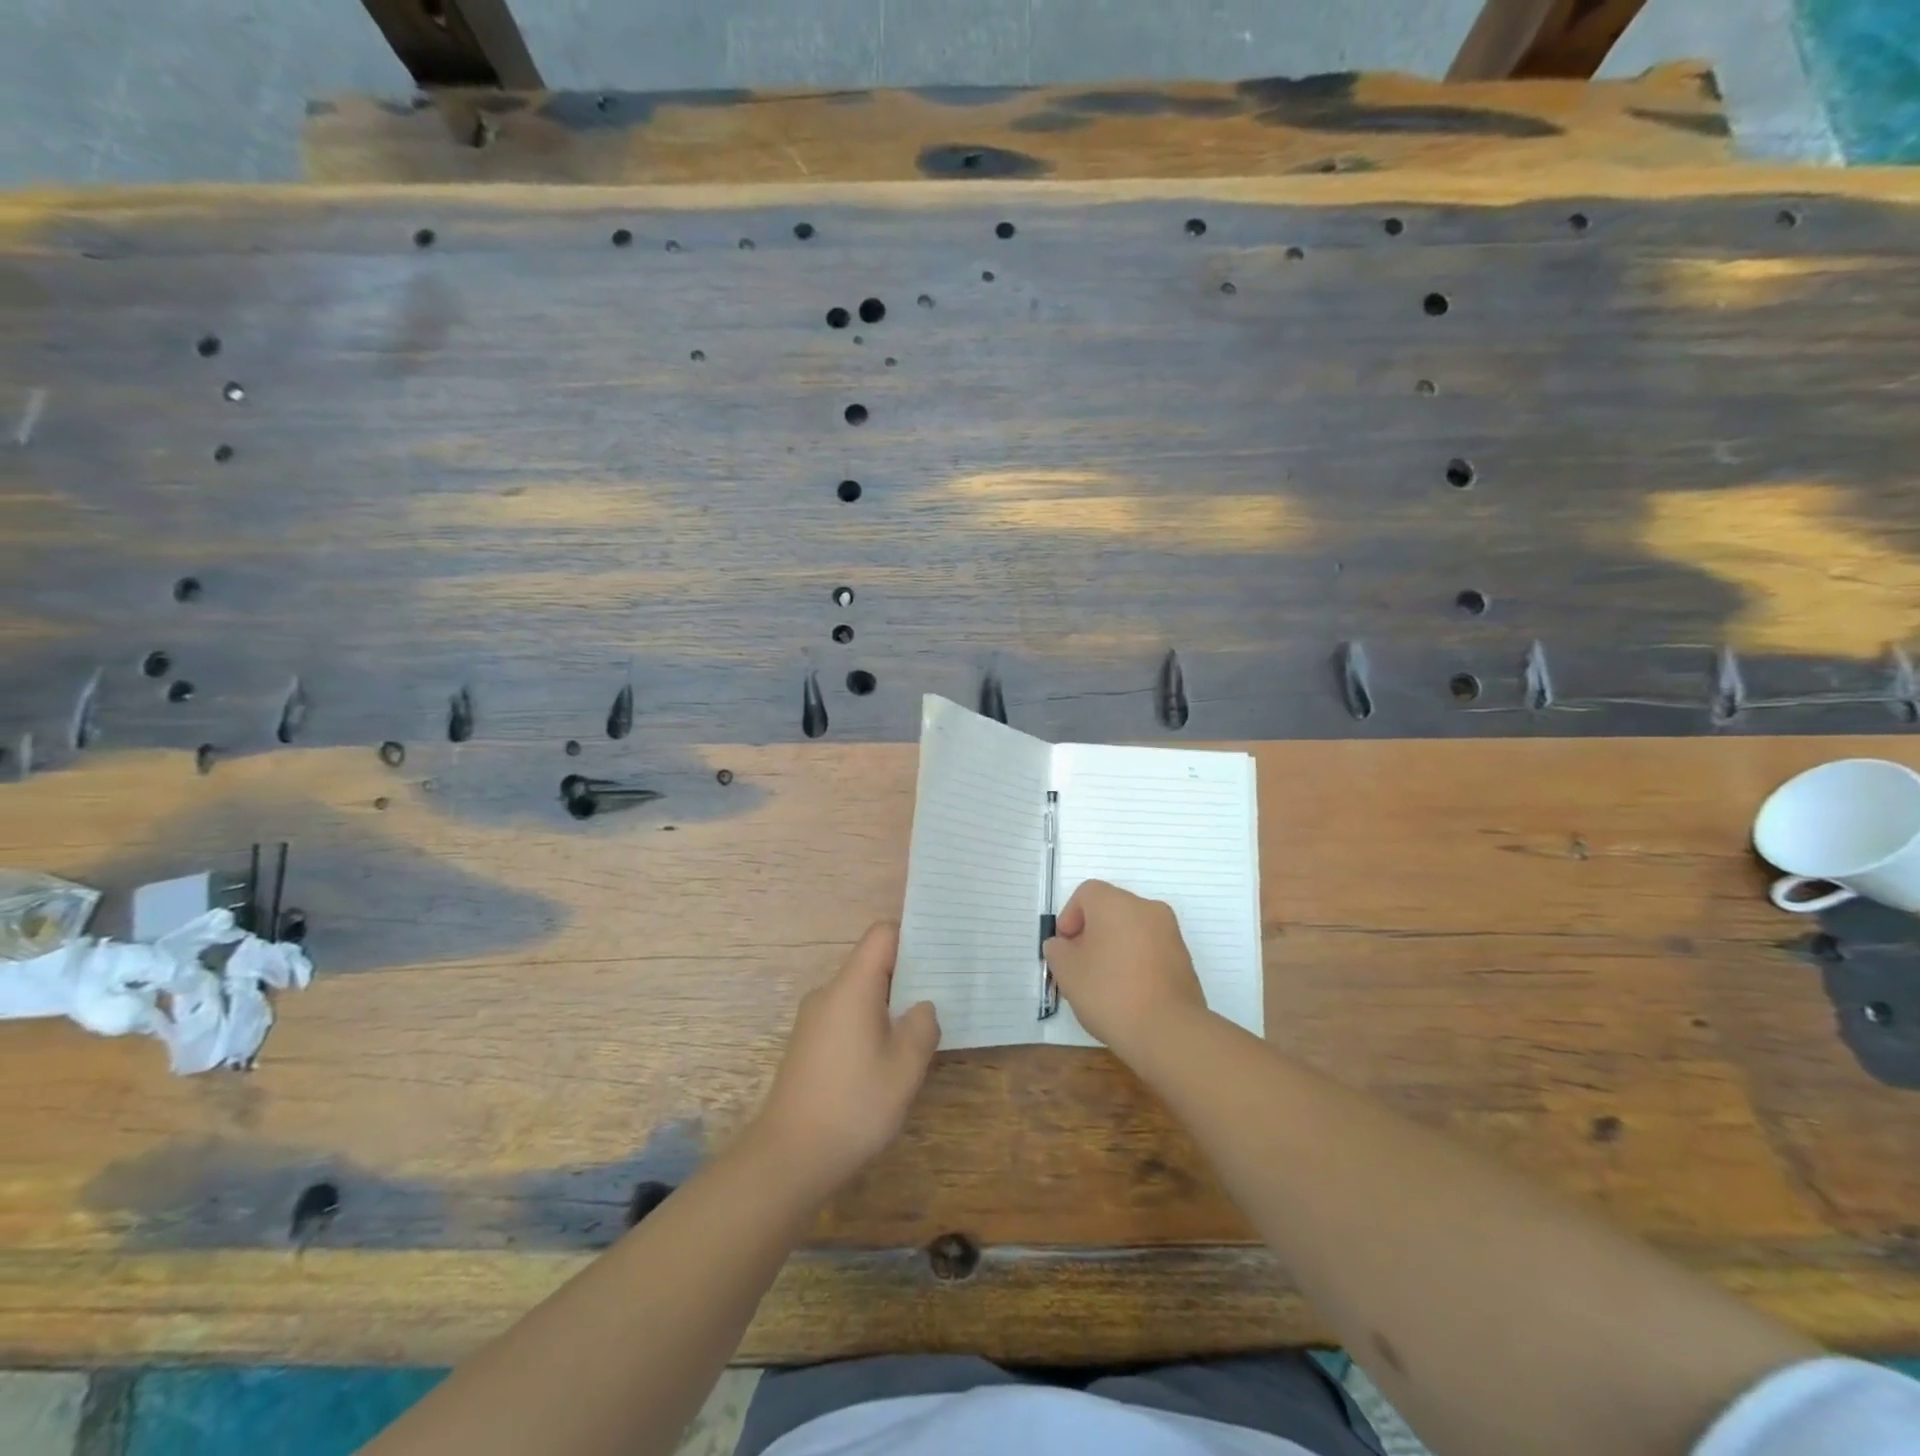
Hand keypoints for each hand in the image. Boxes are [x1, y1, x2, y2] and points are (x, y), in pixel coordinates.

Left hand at [749, 923, 939, 1202]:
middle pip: (871, 963)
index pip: (882, 934)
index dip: (912, 936)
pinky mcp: (807, 1045)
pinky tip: (885, 1060)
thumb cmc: (853, 1105)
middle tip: (942, 996)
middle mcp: (828, 993)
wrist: (788, 1158)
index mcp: (852, 987)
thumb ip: (922, 1027)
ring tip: (918, 1032)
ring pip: (860, 994)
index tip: (941, 954)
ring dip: (890, 1005)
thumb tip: (922, 1008)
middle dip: (907, 975)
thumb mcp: (904, 1068)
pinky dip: (870, 1025)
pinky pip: (846, 1017)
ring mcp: (813, 1019)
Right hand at [1044, 880, 1208, 1058]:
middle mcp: (1147, 908)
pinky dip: (1135, 961)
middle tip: (1080, 965)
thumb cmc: (1109, 992)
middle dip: (1091, 933)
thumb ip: (1057, 950)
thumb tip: (1063, 946)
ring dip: (1114, 947)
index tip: (1065, 949)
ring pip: (1132, 929)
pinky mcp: (1184, 958)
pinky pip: (1150, 949)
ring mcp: (1170, 933)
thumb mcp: (1067, 972)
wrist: (1168, 1031)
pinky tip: (1127, 992)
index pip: (1086, 893)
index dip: (1069, 917)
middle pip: (1110, 909)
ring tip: (1104, 983)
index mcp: (1116, 903)